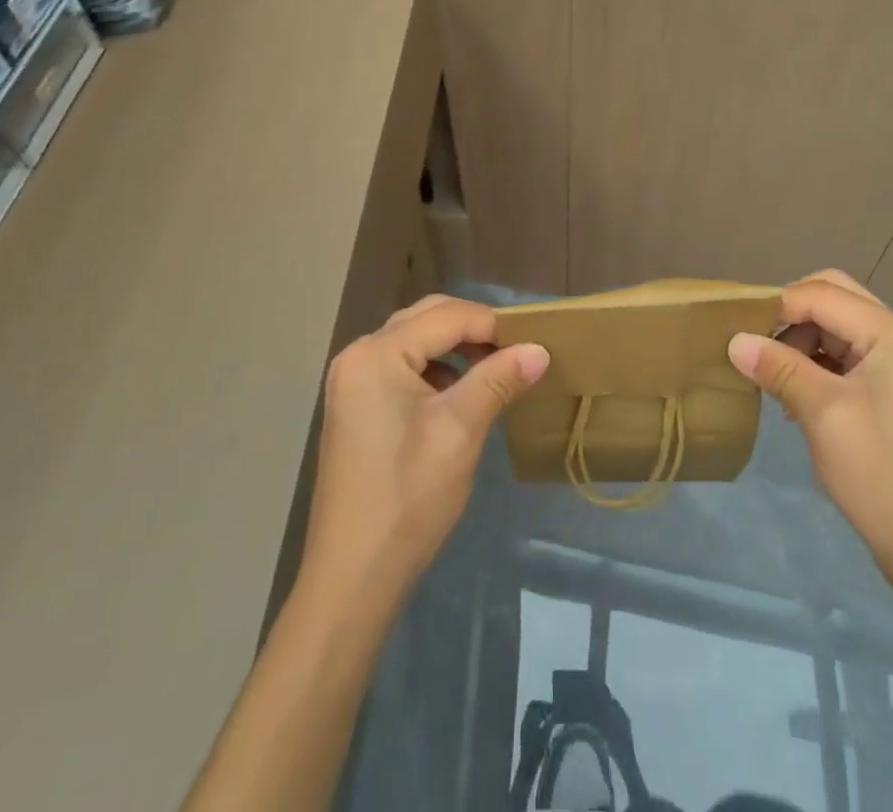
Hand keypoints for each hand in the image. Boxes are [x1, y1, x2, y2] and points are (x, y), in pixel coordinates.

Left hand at [301, 295, 549, 607]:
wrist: (353, 577)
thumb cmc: (408, 497)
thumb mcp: (460, 430)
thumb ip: (499, 380)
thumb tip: (540, 349)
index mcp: (377, 354)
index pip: (446, 316)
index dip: (493, 324)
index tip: (534, 342)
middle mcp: (358, 355)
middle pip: (426, 319)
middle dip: (474, 330)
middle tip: (516, 352)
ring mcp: (352, 381)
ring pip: (415, 341)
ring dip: (456, 349)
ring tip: (495, 372)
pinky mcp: (356, 406)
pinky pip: (402, 367)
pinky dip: (435, 370)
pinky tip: (459, 396)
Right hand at [727, 270, 892, 596]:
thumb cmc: (881, 476)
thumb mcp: (822, 414)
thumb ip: (778, 367)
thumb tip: (734, 340)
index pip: (822, 295)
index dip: (776, 305)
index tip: (733, 326)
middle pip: (834, 300)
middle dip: (790, 317)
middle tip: (753, 344)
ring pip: (838, 327)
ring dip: (801, 342)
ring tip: (770, 377)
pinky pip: (848, 356)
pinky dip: (817, 364)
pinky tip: (794, 394)